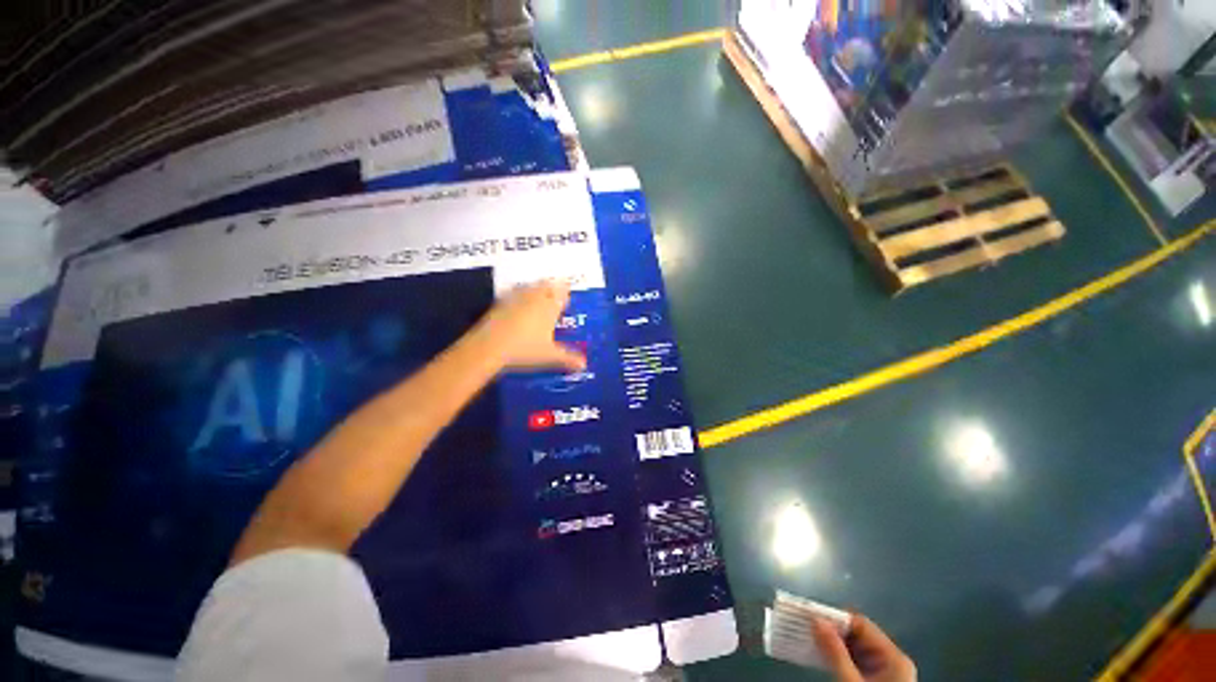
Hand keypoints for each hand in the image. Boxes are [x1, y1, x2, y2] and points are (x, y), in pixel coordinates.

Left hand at [475, 280, 586, 371]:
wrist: (489, 346)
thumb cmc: (525, 350)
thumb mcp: (549, 356)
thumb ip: (568, 358)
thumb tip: (584, 365)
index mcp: (550, 308)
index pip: (561, 293)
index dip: (565, 291)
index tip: (567, 293)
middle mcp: (535, 298)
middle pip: (546, 285)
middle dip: (552, 287)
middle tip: (555, 290)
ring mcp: (516, 298)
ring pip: (530, 286)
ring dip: (536, 287)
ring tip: (538, 291)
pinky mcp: (500, 302)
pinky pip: (513, 292)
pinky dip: (518, 293)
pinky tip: (516, 299)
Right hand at [812, 616, 915, 681]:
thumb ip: (835, 652)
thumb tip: (816, 620)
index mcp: (894, 657)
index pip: (861, 624)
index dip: (836, 618)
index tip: (810, 616)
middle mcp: (891, 661)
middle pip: (857, 635)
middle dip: (832, 631)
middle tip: (806, 628)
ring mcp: (885, 673)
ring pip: (854, 648)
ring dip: (832, 644)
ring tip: (809, 640)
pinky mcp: (875, 681)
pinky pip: (854, 661)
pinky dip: (837, 657)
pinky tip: (822, 657)